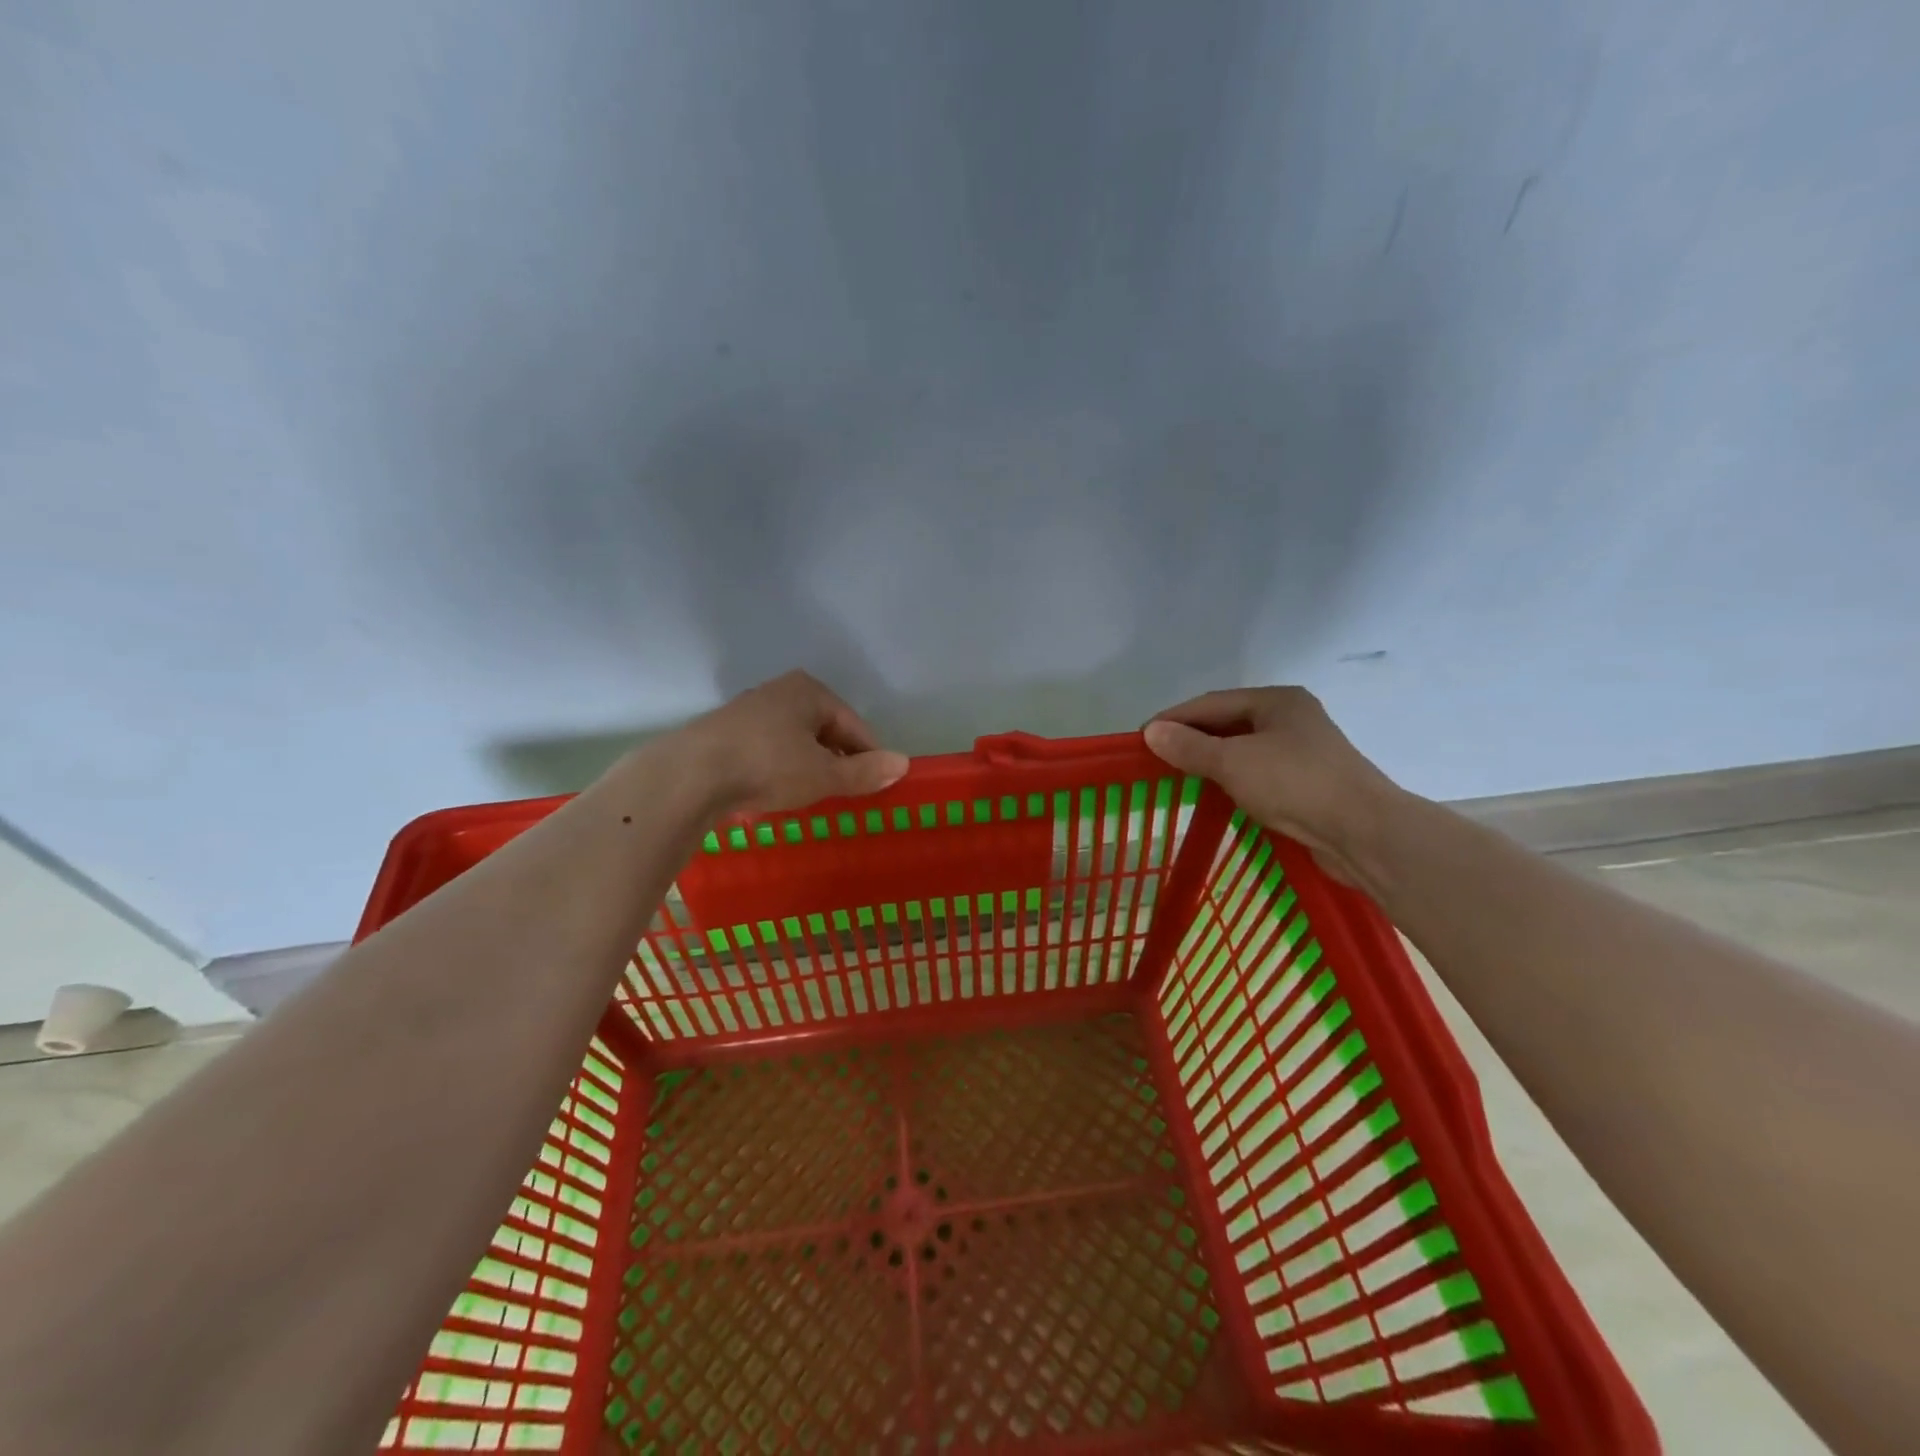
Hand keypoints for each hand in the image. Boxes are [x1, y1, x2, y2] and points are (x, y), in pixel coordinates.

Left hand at [679, 670, 908, 814]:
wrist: (691, 775)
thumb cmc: (768, 766)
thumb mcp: (824, 774)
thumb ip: (864, 772)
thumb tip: (903, 764)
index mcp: (810, 691)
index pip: (855, 726)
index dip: (869, 756)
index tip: (876, 786)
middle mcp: (780, 692)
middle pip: (824, 730)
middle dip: (837, 761)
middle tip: (844, 793)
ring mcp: (749, 711)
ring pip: (795, 741)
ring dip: (808, 766)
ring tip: (811, 796)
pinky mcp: (725, 733)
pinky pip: (768, 750)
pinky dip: (780, 769)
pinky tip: (776, 792)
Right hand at [1143, 687, 1400, 887]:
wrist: (1363, 833)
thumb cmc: (1295, 784)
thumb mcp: (1233, 762)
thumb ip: (1189, 747)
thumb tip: (1151, 732)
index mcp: (1277, 701)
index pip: (1211, 703)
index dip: (1174, 718)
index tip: (1141, 737)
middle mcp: (1291, 718)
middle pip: (1228, 723)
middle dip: (1191, 739)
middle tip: (1155, 757)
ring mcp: (1303, 751)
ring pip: (1243, 749)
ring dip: (1210, 760)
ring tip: (1177, 775)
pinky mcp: (1308, 783)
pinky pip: (1258, 773)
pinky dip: (1231, 779)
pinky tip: (1214, 793)